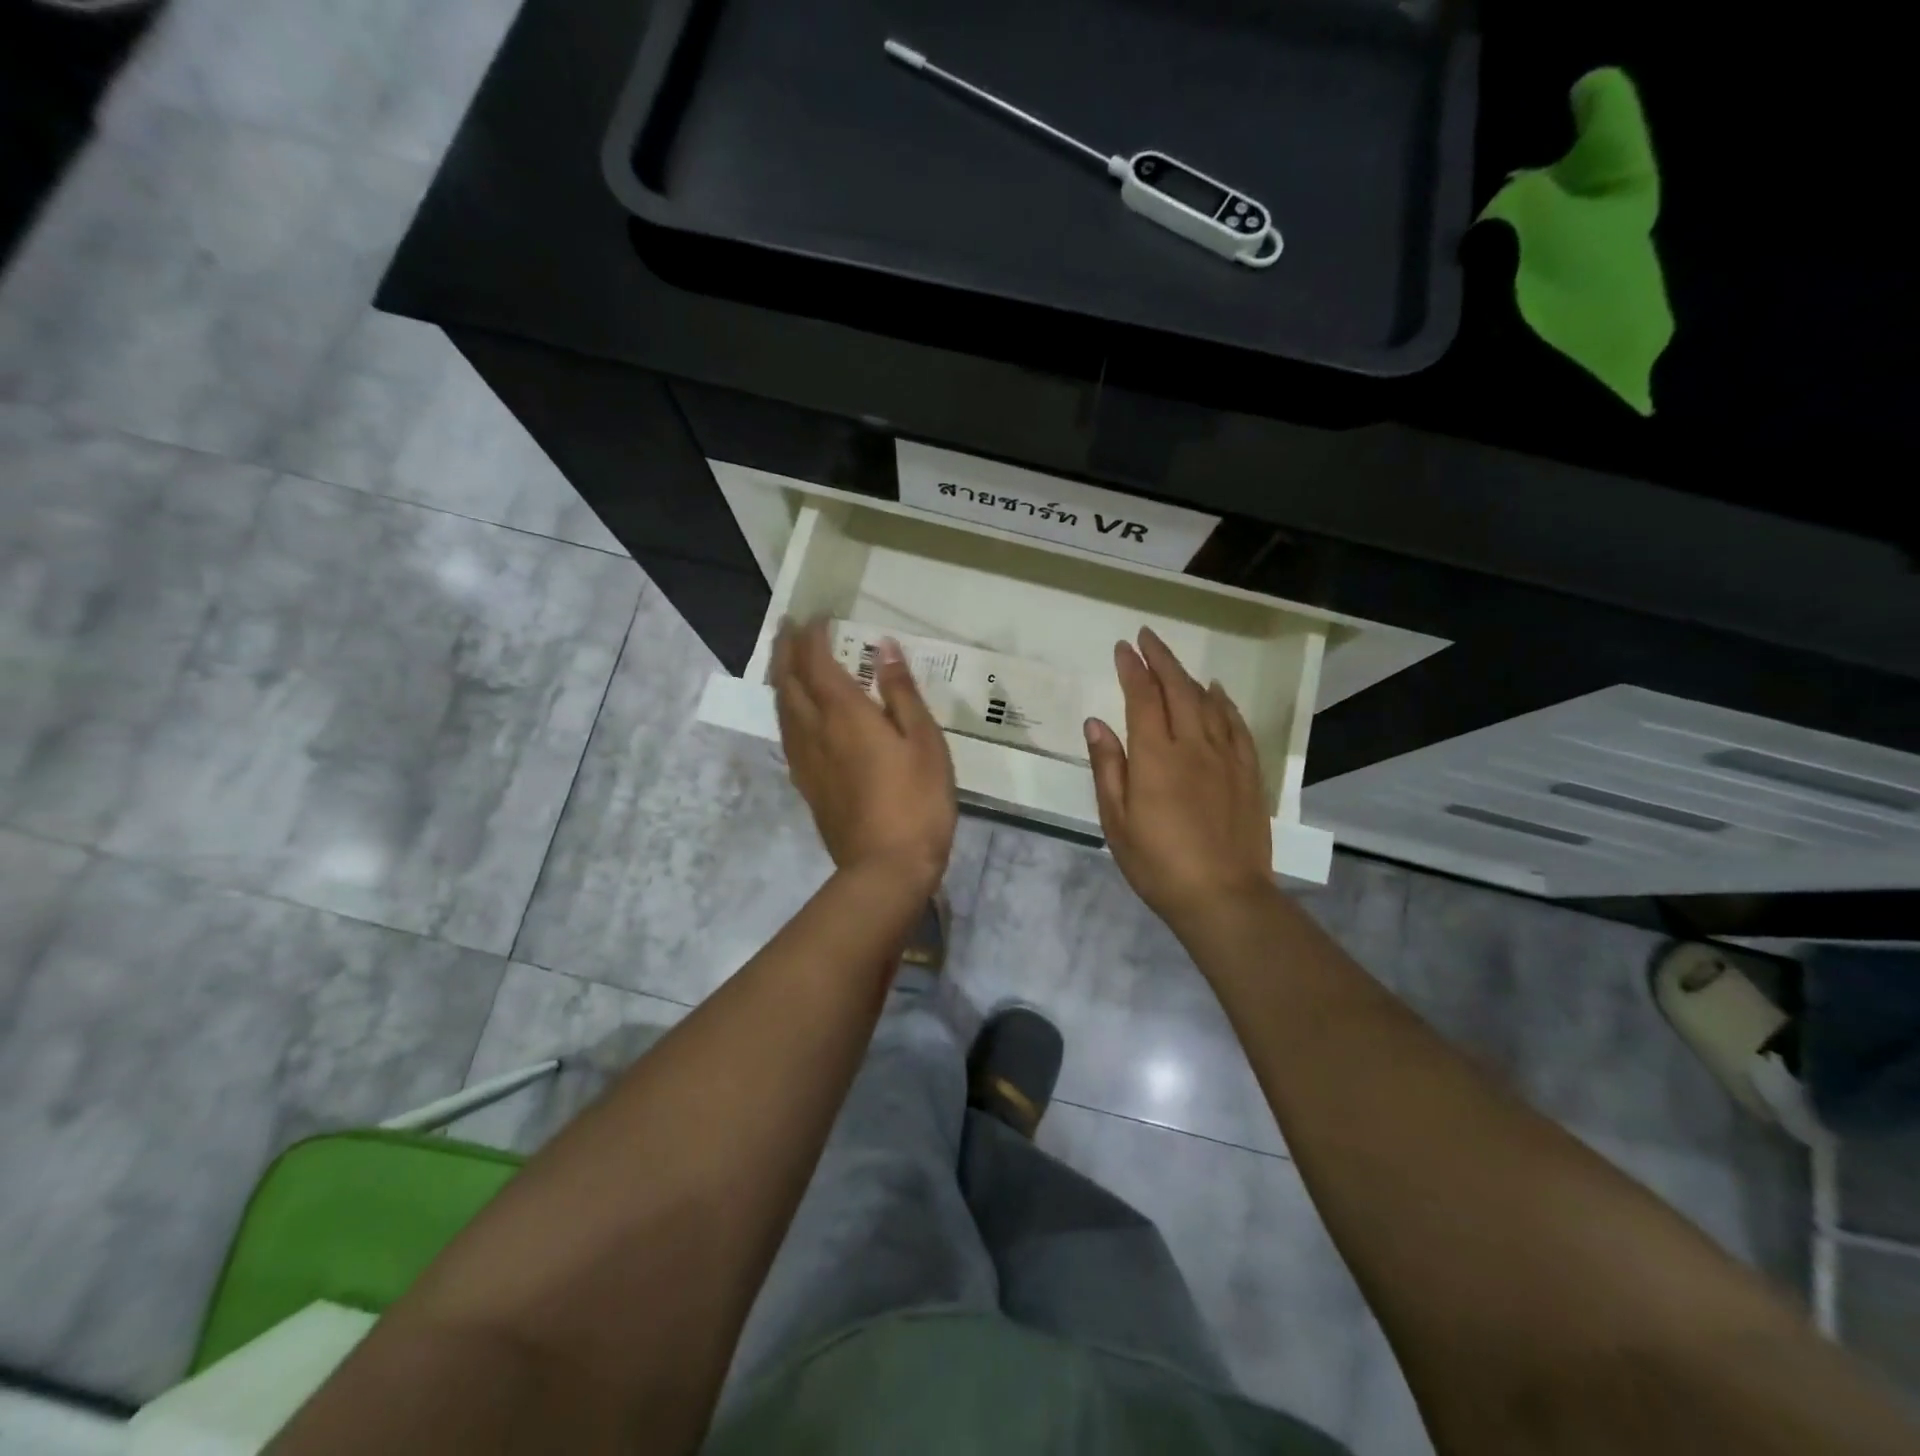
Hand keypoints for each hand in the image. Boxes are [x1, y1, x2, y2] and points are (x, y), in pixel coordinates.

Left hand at [772, 618, 956, 891]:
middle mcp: (814, 731)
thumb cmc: (916, 800)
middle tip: (788, 627)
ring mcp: (805, 760)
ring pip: (781, 708)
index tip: (815, 616)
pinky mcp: (807, 785)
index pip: (816, 663)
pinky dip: (785, 710)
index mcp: (844, 714)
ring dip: (780, 677)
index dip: (812, 636)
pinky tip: (794, 714)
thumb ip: (901, 693)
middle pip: (788, 681)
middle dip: (785, 650)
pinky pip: (787, 735)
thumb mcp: (924, 741)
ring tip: (784, 660)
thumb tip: (884, 648)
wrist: (886, 867)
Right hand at [1084, 627, 1273, 931]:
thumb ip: (1107, 767)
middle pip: (1178, 689)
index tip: (1123, 648)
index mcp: (1155, 757)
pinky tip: (1218, 694)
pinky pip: (1236, 726)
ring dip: (1189, 677)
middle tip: (1147, 638)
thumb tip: (1096, 723)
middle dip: (1161, 659)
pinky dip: (1224, 703)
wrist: (1223, 897)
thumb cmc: (1158, 863)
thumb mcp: (1117, 820)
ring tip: (1174, 663)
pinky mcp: (1248, 774)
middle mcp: (1192, 746)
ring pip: (1208, 703)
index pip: (1142, 698)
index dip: (1132, 669)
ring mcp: (1225, 758)